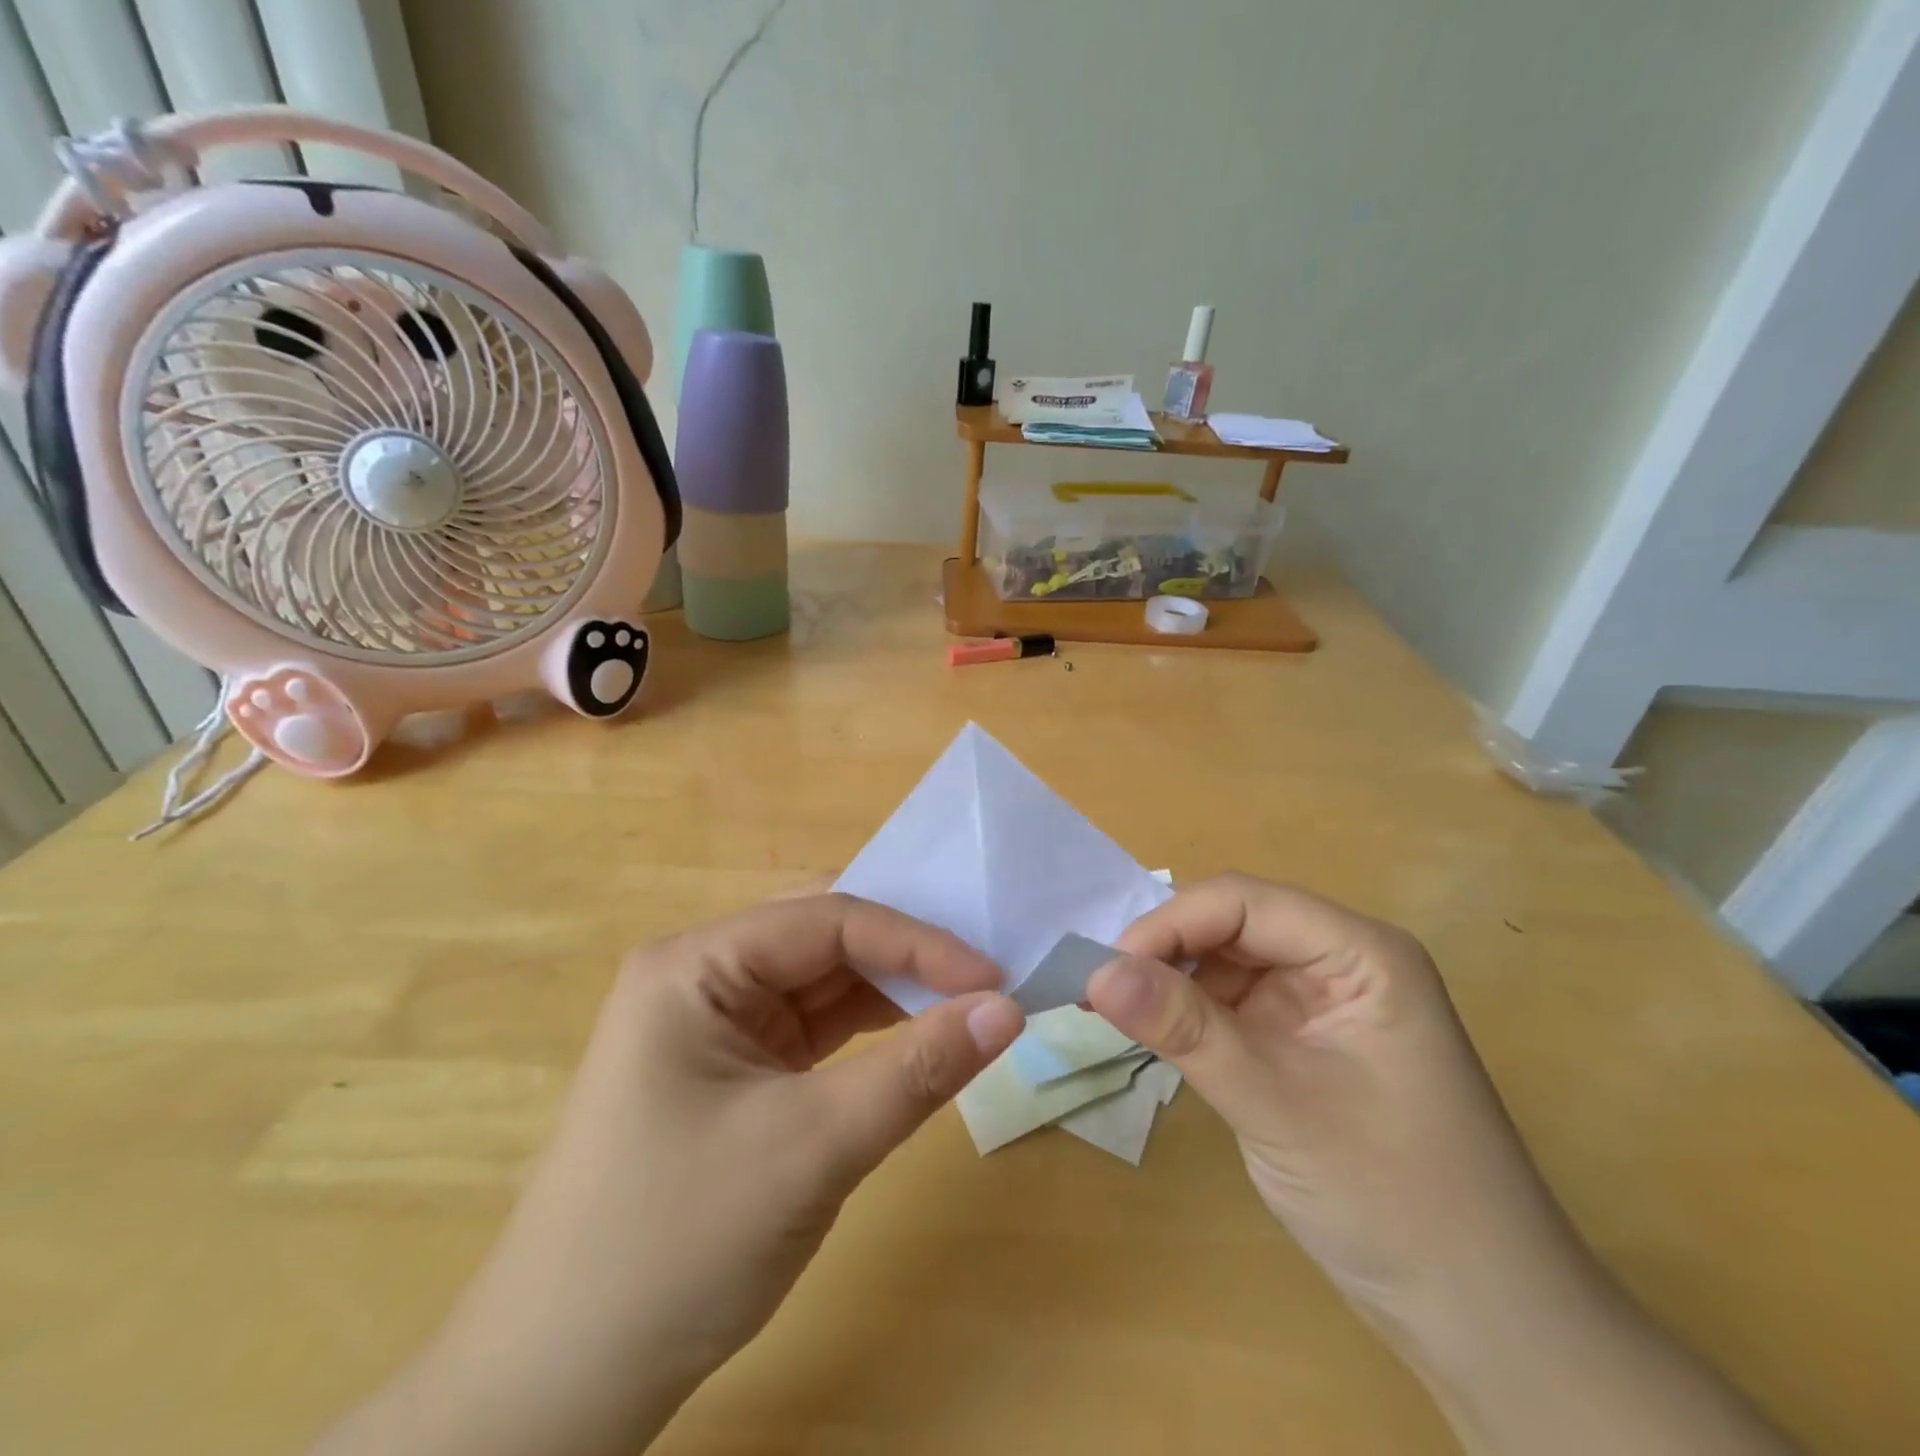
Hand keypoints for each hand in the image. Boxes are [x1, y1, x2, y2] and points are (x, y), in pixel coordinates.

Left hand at [316, 893, 1024, 1455]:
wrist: (561, 1387)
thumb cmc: (676, 1245)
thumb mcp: (812, 1147)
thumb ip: (917, 1069)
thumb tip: (1008, 1009)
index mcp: (696, 964)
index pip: (827, 920)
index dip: (917, 941)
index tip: (993, 977)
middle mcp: (704, 974)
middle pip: (825, 937)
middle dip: (908, 953)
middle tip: (989, 975)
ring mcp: (719, 1021)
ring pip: (826, 980)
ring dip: (897, 990)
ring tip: (972, 1002)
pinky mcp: (737, 1065)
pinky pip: (818, 1026)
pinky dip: (874, 1030)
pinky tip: (923, 1036)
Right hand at [1089, 874, 1797, 1455]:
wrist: (1482, 1322)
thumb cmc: (1397, 1201)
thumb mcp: (1279, 1106)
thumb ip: (1187, 1030)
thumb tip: (1096, 971)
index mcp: (1360, 953)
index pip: (1244, 902)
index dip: (1171, 924)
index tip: (1107, 970)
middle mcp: (1339, 962)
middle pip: (1230, 925)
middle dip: (1164, 952)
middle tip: (1099, 992)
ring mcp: (1318, 1004)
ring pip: (1223, 964)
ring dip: (1169, 984)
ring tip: (1112, 1014)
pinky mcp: (1299, 1042)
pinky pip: (1228, 1006)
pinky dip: (1186, 1017)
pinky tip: (1153, 1038)